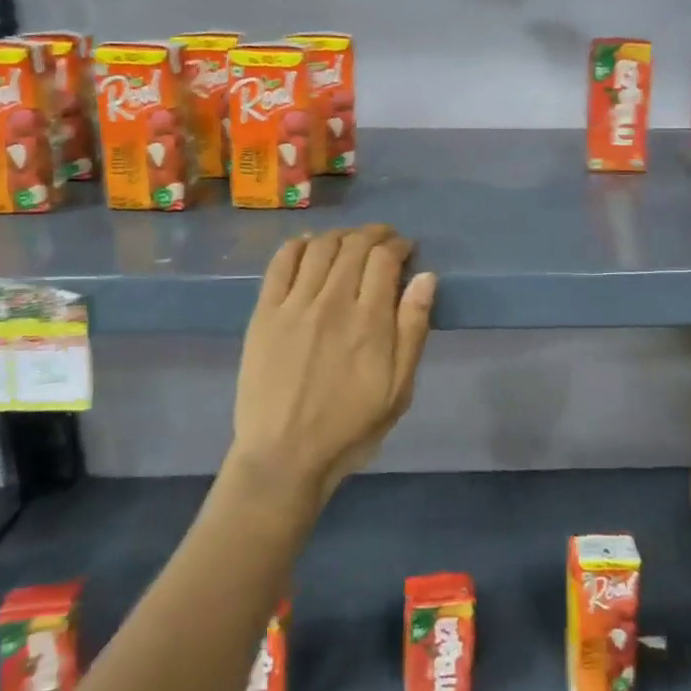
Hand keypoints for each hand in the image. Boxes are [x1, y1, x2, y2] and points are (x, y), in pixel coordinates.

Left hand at [230, 224, 436, 509]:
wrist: (284, 456)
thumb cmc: (350, 427)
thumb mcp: (399, 390)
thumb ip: (413, 330)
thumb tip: (426, 277)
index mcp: (369, 321)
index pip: (385, 259)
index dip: (399, 245)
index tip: (406, 248)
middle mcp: (332, 302)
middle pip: (354, 246)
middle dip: (374, 234)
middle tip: (383, 239)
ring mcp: (294, 305)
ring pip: (320, 247)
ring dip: (340, 235)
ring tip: (350, 240)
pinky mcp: (264, 313)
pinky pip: (281, 263)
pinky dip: (298, 245)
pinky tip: (308, 244)